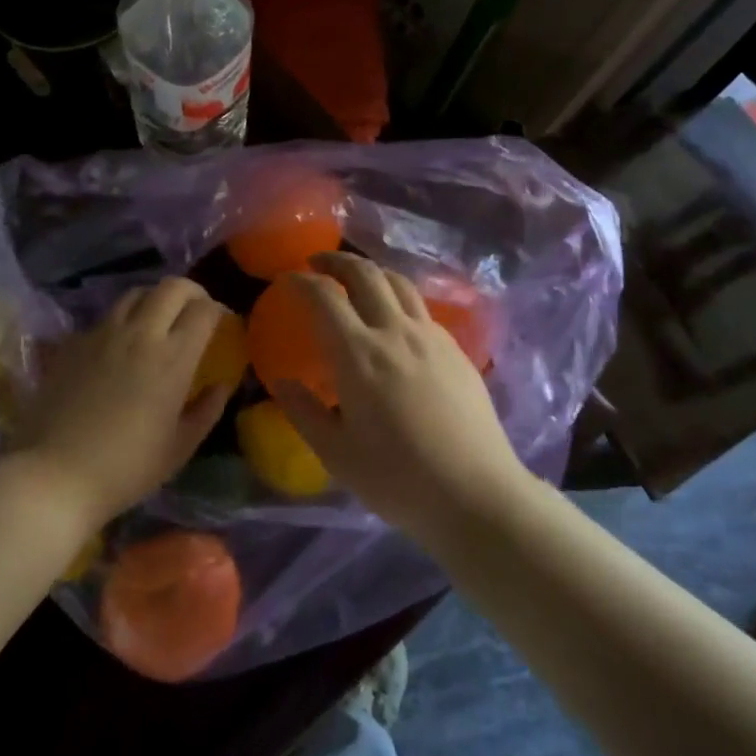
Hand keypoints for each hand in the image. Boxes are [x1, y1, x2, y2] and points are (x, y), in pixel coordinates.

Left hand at [10, 277, 231, 528]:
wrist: (55, 475)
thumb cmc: (127, 468)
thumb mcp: (180, 447)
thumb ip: (207, 410)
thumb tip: (221, 385)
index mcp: (173, 358)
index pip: (204, 310)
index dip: (219, 310)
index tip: (222, 324)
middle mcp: (139, 334)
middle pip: (171, 287)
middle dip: (191, 292)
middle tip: (196, 311)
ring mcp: (102, 334)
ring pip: (136, 294)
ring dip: (155, 300)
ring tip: (158, 322)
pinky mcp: (73, 343)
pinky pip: (105, 317)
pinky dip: (122, 321)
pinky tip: (120, 347)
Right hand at [272, 253, 528, 537]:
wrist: (475, 494)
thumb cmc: (397, 479)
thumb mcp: (336, 453)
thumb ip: (303, 411)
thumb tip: (280, 380)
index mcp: (359, 355)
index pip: (325, 297)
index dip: (301, 282)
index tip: (286, 280)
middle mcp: (395, 332)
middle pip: (366, 274)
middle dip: (337, 261)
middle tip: (317, 264)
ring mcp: (431, 337)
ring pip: (399, 283)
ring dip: (371, 271)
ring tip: (356, 279)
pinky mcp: (456, 350)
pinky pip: (421, 307)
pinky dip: (398, 297)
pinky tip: (395, 318)